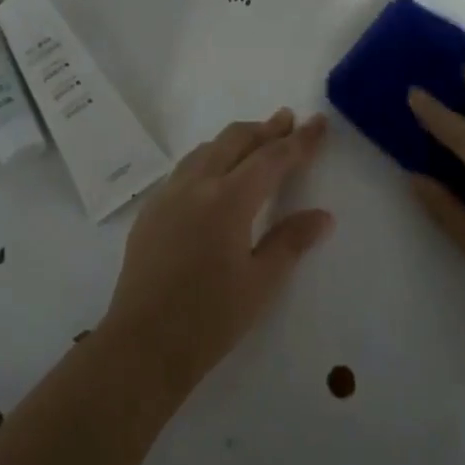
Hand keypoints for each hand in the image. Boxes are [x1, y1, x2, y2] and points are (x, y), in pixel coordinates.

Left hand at [102, 109, 334, 395]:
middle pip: (235, 140)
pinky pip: (185, 168)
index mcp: (229, 200)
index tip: (318, 121)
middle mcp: (197, 185)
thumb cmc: (209, 319)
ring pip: (206, 149)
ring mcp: (169, 194)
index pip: (272, 158)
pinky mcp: (151, 210)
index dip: (299, 140)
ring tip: (255, 139)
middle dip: (265, 128)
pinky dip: (209, 157)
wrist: (142, 345)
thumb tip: (323, 215)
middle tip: (287, 119)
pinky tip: (214, 173)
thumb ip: (291, 241)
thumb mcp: (260, 283)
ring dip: (235, 139)